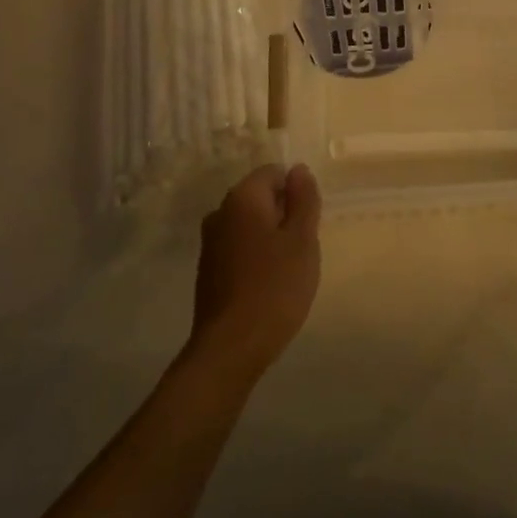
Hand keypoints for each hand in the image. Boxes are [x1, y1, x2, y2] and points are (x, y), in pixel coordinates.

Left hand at [187, 164, 321, 383]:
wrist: (231, 347)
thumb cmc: (275, 287)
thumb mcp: (302, 240)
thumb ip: (304, 200)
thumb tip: (298, 169)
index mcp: (242, 198)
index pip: (273, 173)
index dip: (296, 192)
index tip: (308, 223)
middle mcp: (220, 212)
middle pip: (260, 197)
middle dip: (284, 215)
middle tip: (302, 248)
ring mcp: (210, 242)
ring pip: (250, 224)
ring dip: (271, 238)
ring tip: (289, 269)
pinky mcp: (208, 269)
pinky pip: (239, 247)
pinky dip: (256, 257)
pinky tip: (269, 284)